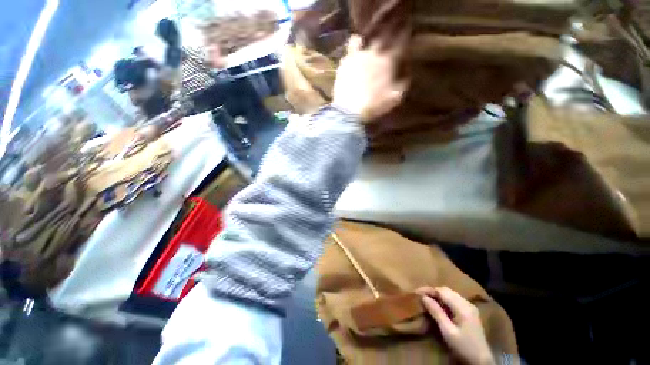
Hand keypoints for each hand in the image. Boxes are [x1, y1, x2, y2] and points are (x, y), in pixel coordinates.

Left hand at [332, 35, 406, 121]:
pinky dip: (352, 51)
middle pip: (381, 37)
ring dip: (365, 42)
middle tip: (384, 44)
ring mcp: (356, 57)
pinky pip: (349, 51)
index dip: (403, 39)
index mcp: (387, 61)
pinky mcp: (344, 64)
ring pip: (360, 40)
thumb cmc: (374, 105)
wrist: (349, 111)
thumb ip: (403, 83)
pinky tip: (353, 58)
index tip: (403, 39)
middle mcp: (372, 54)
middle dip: (385, 37)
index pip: (399, 43)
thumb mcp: (395, 98)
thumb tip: (406, 73)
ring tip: (365, 48)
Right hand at [417, 286, 495, 364]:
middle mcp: (467, 303)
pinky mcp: (470, 312)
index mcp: (462, 307)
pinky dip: (445, 299)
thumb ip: (436, 312)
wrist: (482, 361)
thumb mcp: (448, 331)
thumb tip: (423, 297)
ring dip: (438, 295)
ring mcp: (470, 307)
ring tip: (427, 299)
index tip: (416, 292)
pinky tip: (439, 306)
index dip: (428, 289)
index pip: (442, 291)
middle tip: (420, 295)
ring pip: (450, 294)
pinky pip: (455, 299)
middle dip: (432, 291)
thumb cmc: (464, 347)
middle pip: (446, 290)